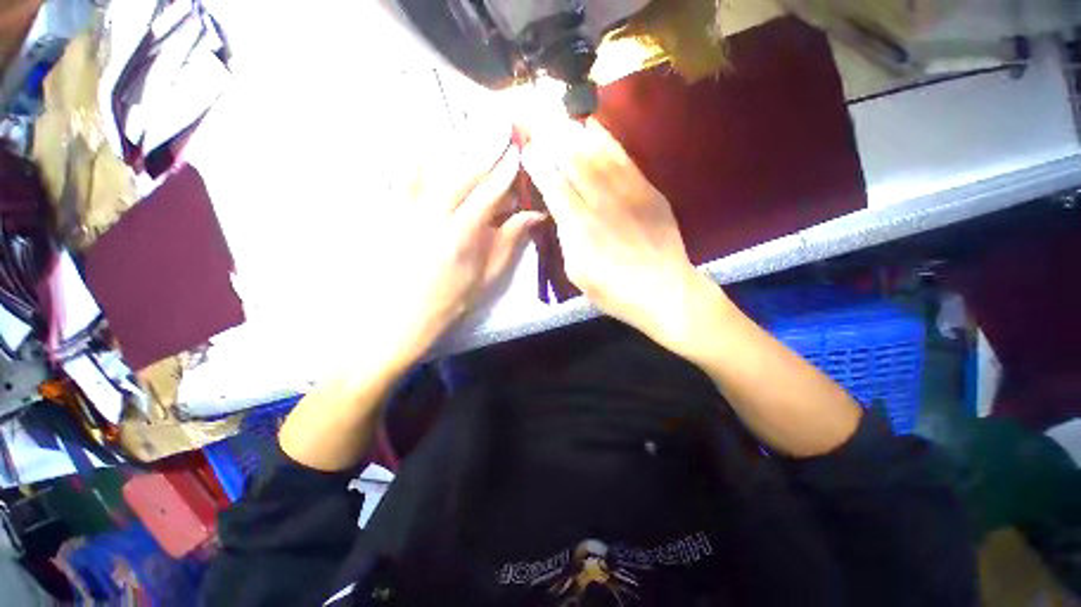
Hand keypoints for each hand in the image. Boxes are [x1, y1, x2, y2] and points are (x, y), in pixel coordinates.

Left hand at [379, 143, 544, 363]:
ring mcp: (407, 210)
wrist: (404, 314)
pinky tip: (416, 147)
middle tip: (498, 127)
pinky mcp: (389, 212)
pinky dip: (409, 159)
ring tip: (465, 130)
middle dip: (483, 150)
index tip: (517, 152)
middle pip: (462, 174)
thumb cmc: (453, 298)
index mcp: (463, 234)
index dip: (505, 171)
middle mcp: (433, 215)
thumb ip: (510, 240)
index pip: (489, 193)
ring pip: (430, 167)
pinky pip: (396, 177)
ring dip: (451, 147)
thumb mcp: (490, 274)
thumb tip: (534, 215)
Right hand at [520, 117, 715, 352]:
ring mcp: (628, 192)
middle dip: (548, 134)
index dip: (537, 163)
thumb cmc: (614, 290)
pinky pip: (623, 157)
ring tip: (556, 113)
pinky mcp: (648, 190)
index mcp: (580, 227)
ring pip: (596, 152)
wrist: (664, 290)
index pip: (553, 185)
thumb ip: (566, 238)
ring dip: (572, 130)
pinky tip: (592, 126)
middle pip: (571, 160)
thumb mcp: (577, 272)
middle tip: (532, 113)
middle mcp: (601, 202)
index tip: (525, 147)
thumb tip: (562, 212)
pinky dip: (605, 139)